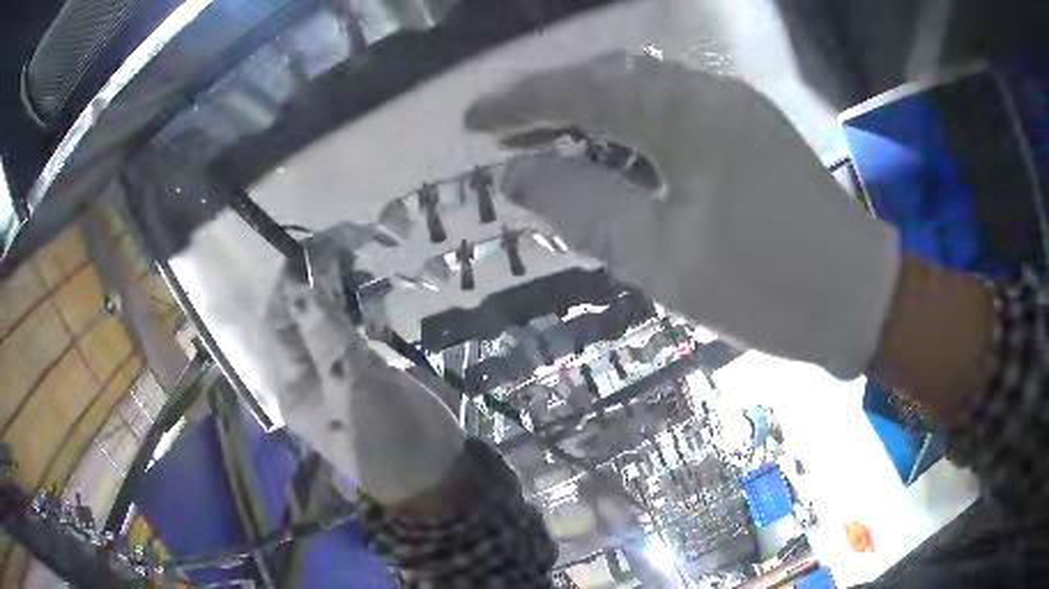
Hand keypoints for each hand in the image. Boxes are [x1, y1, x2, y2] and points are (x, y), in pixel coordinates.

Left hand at [263, 267, 464, 505]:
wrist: (433, 469)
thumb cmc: (382, 435)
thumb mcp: (349, 383)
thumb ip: (323, 332)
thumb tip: (296, 284)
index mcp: (292, 384)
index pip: (276, 325)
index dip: (287, 288)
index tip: (307, 252)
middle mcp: (309, 375)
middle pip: (300, 320)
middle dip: (313, 285)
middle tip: (338, 251)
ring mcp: (339, 371)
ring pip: (327, 322)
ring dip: (336, 293)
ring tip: (354, 265)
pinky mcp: (367, 370)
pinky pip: (353, 332)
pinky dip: (358, 309)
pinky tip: (368, 292)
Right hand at [467, 53, 900, 378]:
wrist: (858, 299)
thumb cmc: (766, 286)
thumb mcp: (662, 257)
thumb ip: (583, 206)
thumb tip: (515, 173)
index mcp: (684, 114)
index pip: (580, 90)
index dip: (518, 102)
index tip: (471, 121)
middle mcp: (708, 93)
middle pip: (610, 79)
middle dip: (551, 101)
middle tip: (503, 131)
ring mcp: (736, 108)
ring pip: (644, 93)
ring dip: (591, 112)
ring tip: (548, 141)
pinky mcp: (752, 132)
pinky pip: (675, 112)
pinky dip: (632, 127)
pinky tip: (616, 153)